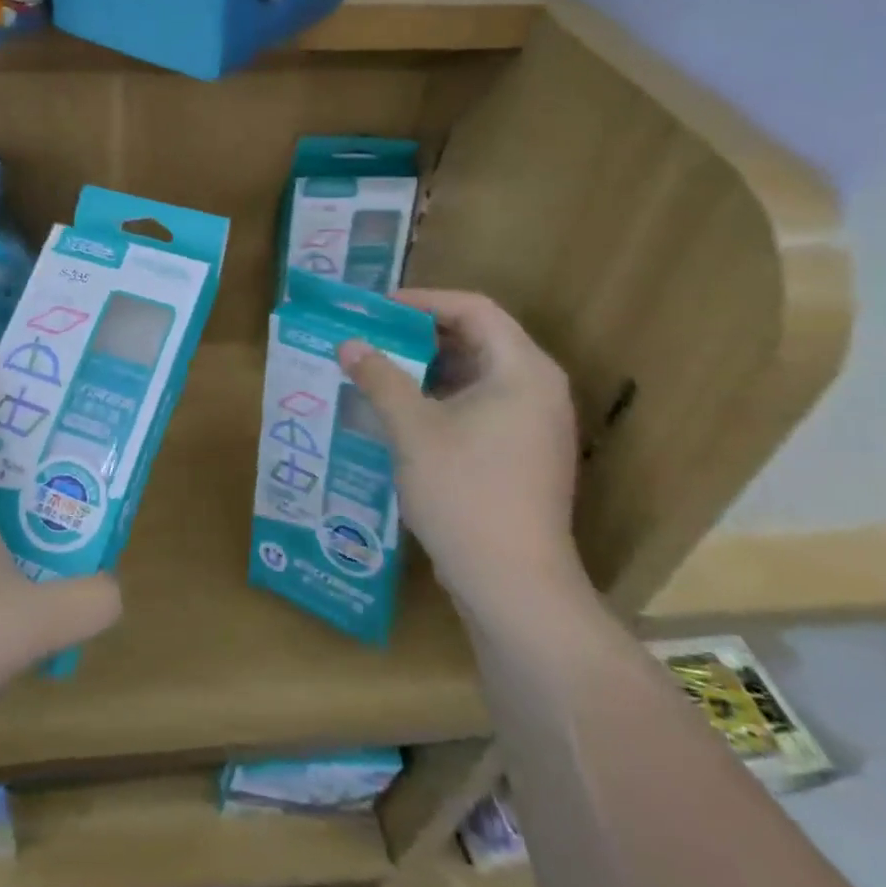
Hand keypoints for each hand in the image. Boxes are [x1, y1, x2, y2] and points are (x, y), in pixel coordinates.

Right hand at [340, 289, 581, 617]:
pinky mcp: (523, 454)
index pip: (474, 309)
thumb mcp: (412, 429)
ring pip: (476, 375)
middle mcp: (538, 388)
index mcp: (522, 370)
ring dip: (427, 369)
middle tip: (371, 336)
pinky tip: (401, 412)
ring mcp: (534, 424)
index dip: (423, 301)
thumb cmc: (465, 492)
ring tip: (378, 369)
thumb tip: (348, 344)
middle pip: (478, 338)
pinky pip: (480, 405)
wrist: (513, 585)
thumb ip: (379, 378)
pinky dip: (441, 399)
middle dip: (420, 335)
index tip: (377, 308)